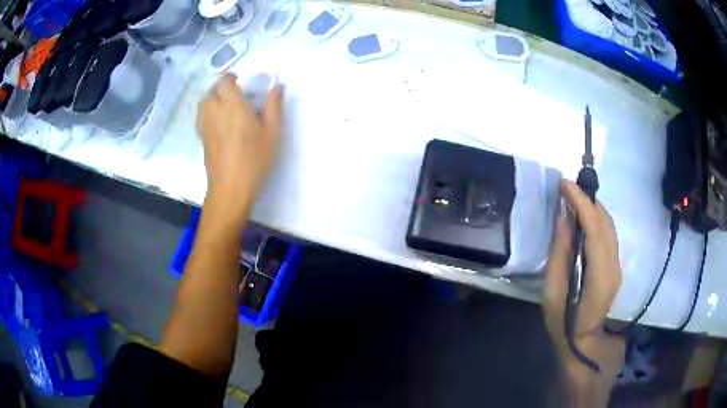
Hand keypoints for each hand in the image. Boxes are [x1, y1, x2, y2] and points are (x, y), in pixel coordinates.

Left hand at [197, 74, 283, 225]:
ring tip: (225, 104)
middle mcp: (215, 111)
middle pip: (211, 91)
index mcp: (233, 105)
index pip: (224, 82)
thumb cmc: (254, 159)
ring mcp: (205, 126)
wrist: (231, 187)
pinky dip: (207, 111)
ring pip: (203, 103)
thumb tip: (277, 86)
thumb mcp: (272, 132)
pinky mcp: (202, 138)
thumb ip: (274, 106)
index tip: (240, 80)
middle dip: (221, 86)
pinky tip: (218, 121)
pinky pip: (201, 116)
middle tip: (234, 92)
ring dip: (212, 98)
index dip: (230, 77)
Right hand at [541, 180, 624, 393]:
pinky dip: (596, 219)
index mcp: (599, 277)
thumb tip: (563, 219)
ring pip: (609, 226)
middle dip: (587, 200)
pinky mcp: (616, 265)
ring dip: (593, 207)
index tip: (565, 184)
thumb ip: (559, 255)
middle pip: (605, 223)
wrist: (583, 341)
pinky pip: (608, 234)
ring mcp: (617, 266)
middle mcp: (614, 267)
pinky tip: (583, 217)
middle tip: (566, 187)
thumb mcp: (552, 293)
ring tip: (573, 197)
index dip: (582, 204)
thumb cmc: (563, 322)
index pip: (595, 230)